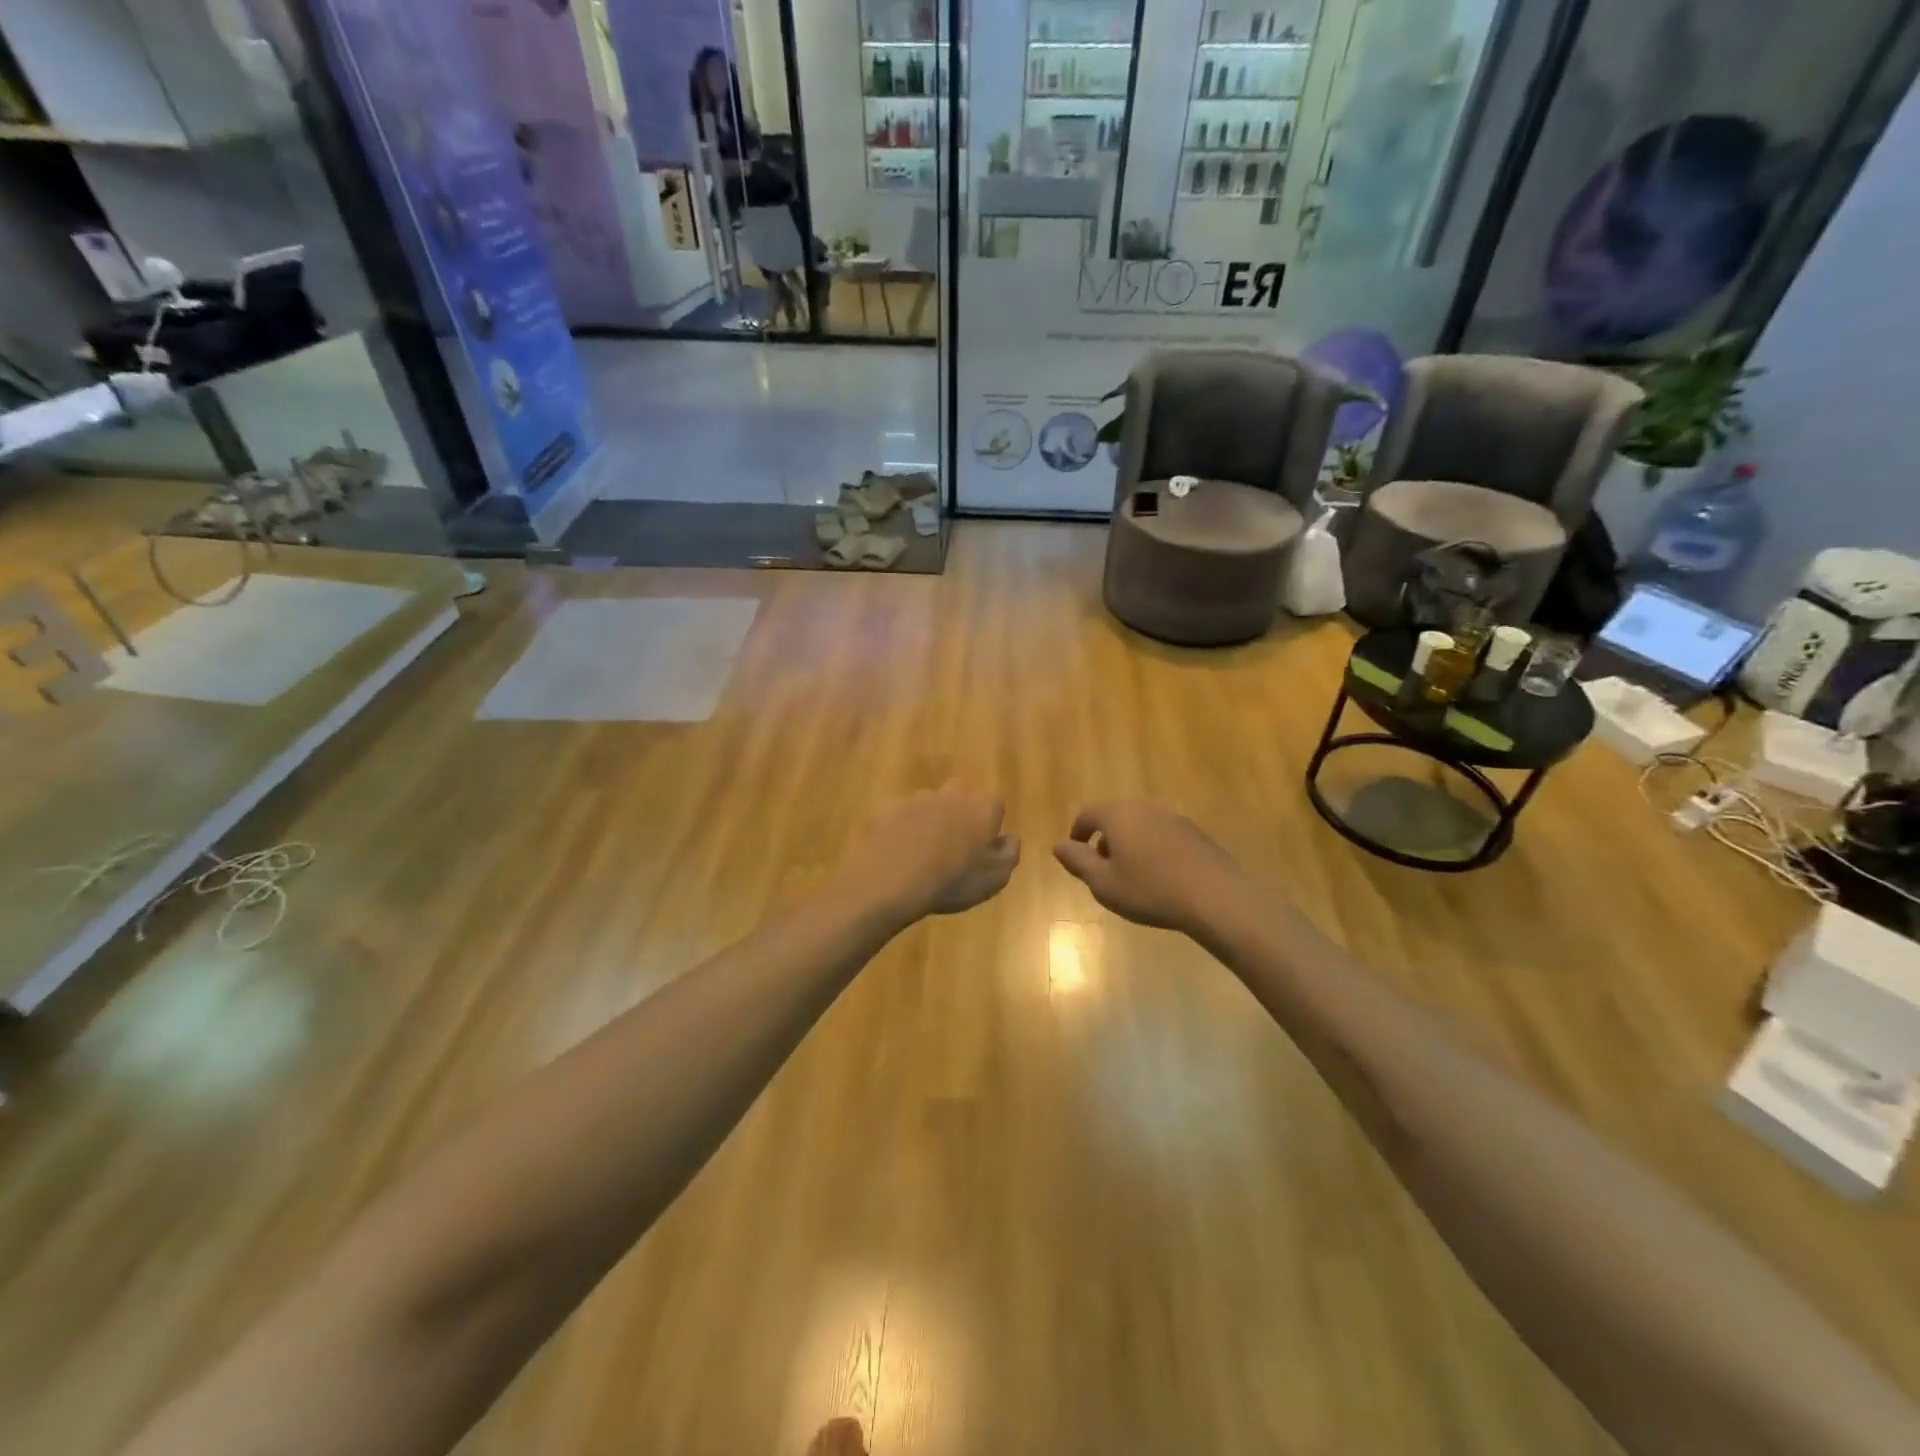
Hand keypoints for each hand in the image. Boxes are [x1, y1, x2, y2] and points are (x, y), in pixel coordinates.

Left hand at [843, 785, 1019, 920]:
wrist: (893, 881)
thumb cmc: (953, 881)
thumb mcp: (995, 878)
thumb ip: (1009, 853)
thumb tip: (1010, 838)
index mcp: (981, 808)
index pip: (994, 802)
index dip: (990, 821)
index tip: (984, 843)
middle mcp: (951, 795)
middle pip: (961, 794)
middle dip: (960, 813)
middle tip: (955, 844)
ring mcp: (916, 799)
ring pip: (929, 803)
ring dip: (930, 820)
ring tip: (923, 851)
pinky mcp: (888, 809)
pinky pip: (901, 815)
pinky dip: (902, 829)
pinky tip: (898, 853)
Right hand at [1053, 801, 1246, 935]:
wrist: (1215, 898)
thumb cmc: (1149, 890)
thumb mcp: (1103, 883)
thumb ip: (1078, 861)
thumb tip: (1060, 846)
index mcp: (1119, 815)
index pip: (1088, 814)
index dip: (1078, 832)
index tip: (1076, 854)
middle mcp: (1146, 808)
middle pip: (1116, 816)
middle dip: (1105, 839)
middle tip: (1102, 867)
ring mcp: (1174, 818)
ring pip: (1142, 825)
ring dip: (1130, 844)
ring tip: (1131, 875)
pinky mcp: (1196, 834)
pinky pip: (1164, 836)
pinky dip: (1154, 849)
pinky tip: (1161, 877)